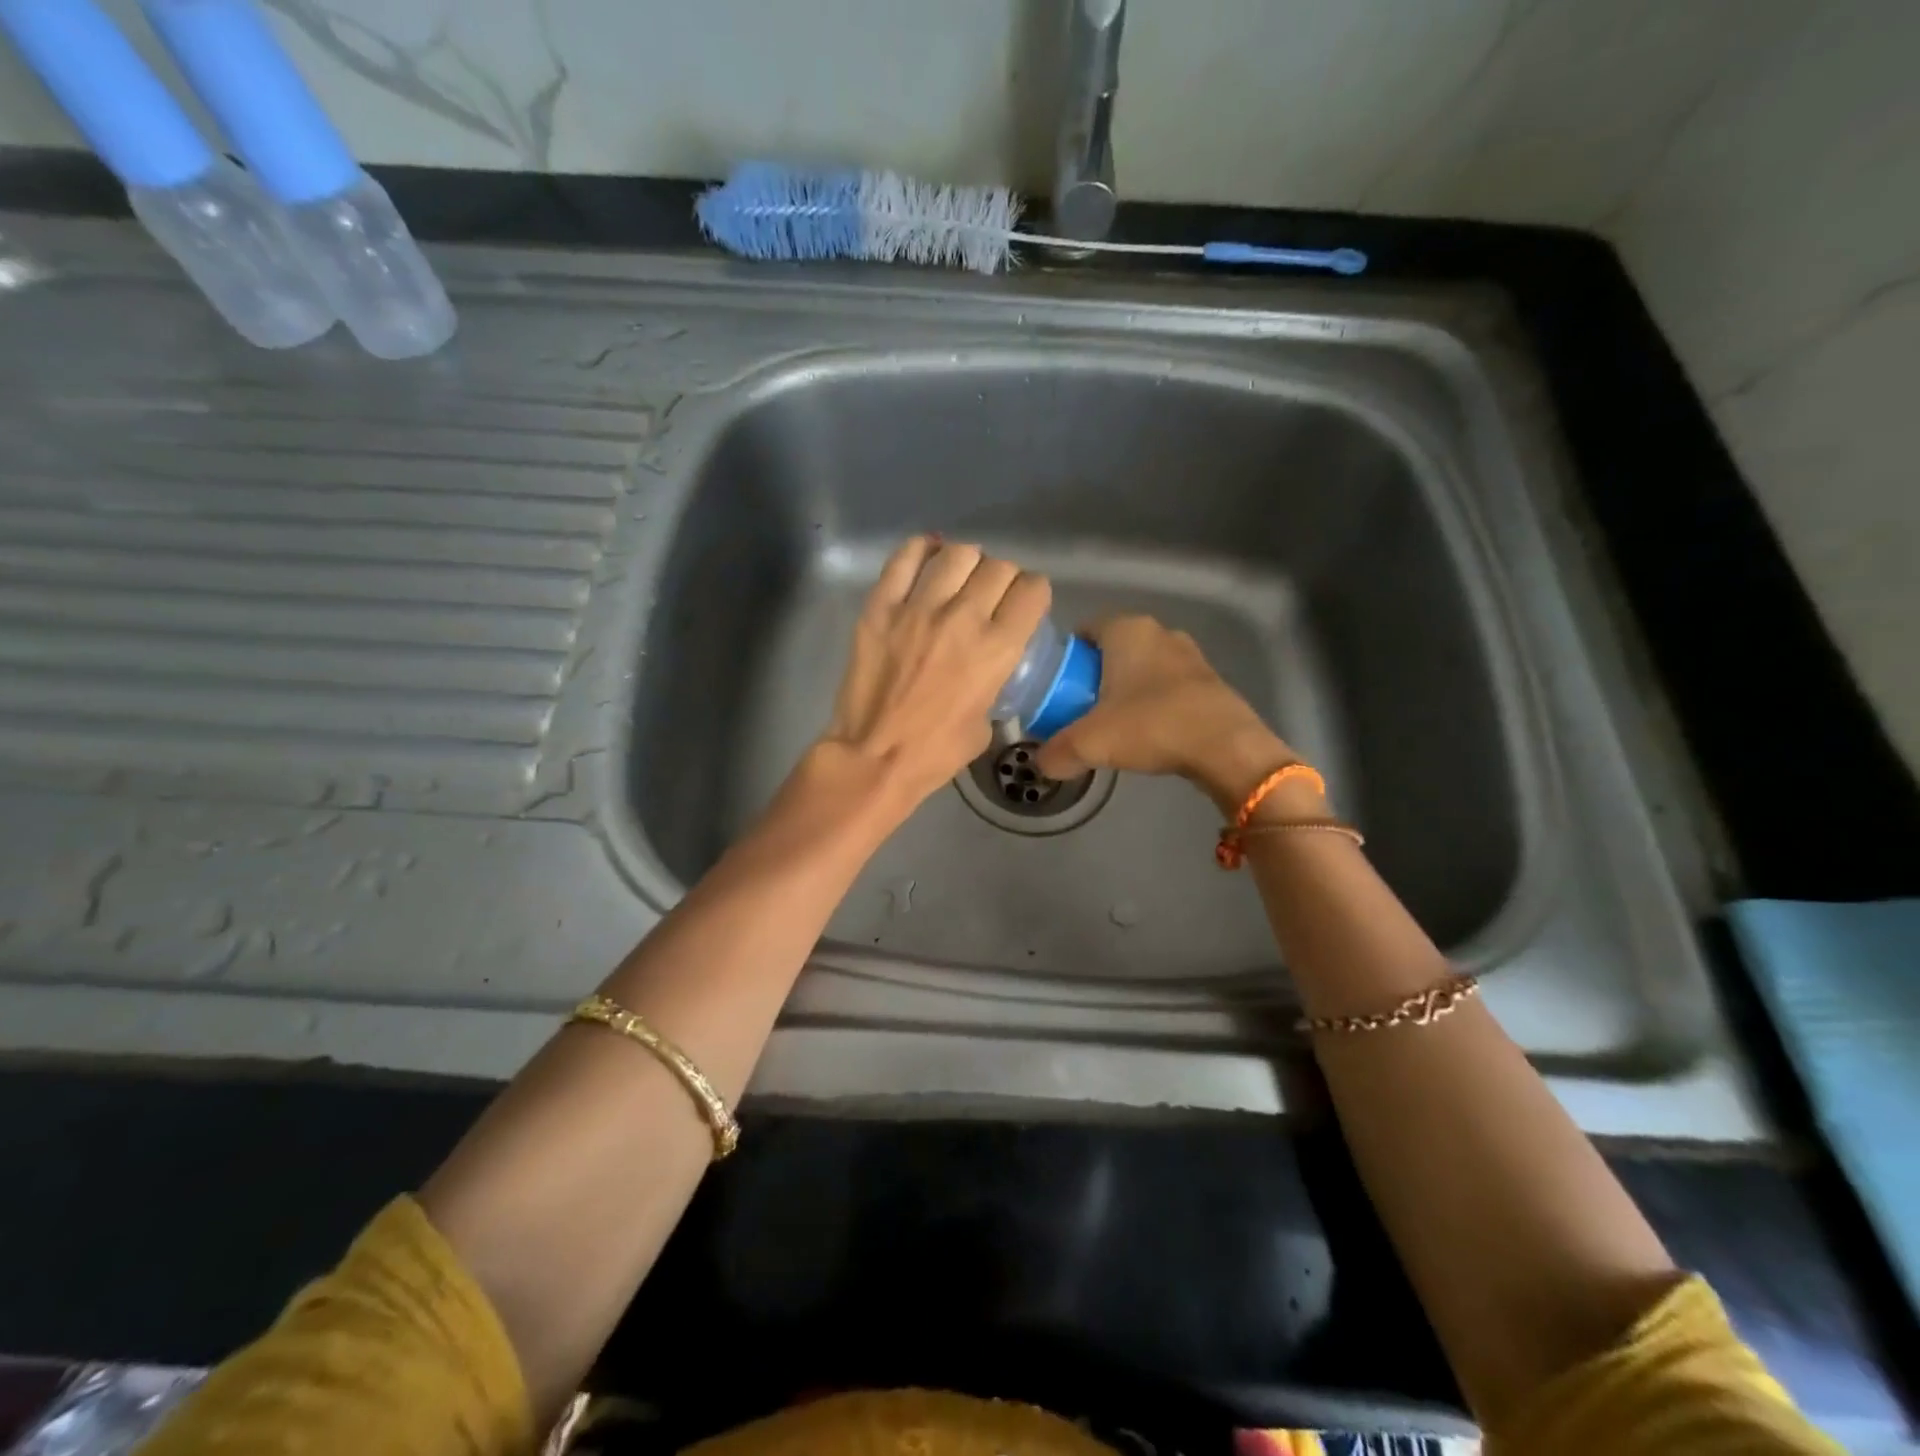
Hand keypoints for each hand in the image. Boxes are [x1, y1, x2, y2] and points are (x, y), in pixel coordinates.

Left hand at [821, 536, 1050, 812]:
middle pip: (998, 567)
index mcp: (997, 649)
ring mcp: (918, 608)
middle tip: (991, 595)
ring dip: (967, 562)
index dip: (1033, 593)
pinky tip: (927, 559)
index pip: (1032, 590)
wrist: (874, 757)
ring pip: (956, 554)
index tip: (1024, 604)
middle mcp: (963, 618)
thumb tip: (989, 666)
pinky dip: (921, 551)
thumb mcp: (987, 722)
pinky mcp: (880, 606)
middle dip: (1003, 578)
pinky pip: (904, 558)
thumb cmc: (936, 752)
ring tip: (960, 577)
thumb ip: (994, 681)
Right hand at [1033, 615, 1308, 814]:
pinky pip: (1167, 685)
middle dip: (1094, 677)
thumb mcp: (1090, 743)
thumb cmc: (1152, 727)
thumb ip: (1057, 752)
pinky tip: (1148, 733)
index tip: (1057, 690)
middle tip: (1079, 711)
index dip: (1066, 660)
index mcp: (1126, 630)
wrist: (1227, 748)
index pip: (1083, 631)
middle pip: (1112, 650)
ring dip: (1126, 691)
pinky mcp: (1209, 680)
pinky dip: (1153, 703)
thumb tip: (1041, 763)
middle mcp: (1158, 632)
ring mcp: (1189, 654)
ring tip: (1113, 726)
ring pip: (1142, 668)